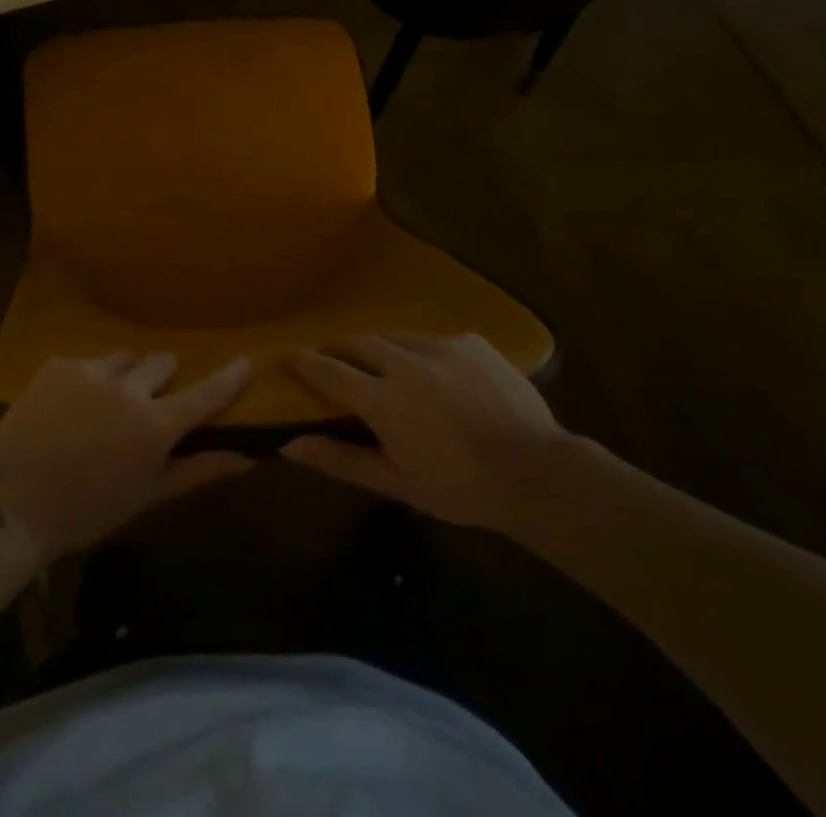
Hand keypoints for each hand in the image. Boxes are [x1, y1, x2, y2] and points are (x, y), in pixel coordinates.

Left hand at [0, 352, 254, 559]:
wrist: (13, 503)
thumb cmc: (88, 511)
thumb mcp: (148, 496)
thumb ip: (198, 471)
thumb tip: (247, 458)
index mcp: (155, 424)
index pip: (204, 394)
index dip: (229, 378)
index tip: (246, 361)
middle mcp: (129, 387)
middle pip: (162, 363)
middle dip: (162, 379)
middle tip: (147, 404)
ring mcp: (91, 371)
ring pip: (124, 359)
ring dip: (124, 376)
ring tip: (103, 406)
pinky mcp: (59, 365)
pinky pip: (86, 363)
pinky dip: (86, 380)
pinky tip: (67, 409)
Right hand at [281, 333, 572, 533]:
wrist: (538, 473)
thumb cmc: (460, 488)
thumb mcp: (397, 483)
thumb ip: (340, 460)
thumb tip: (289, 445)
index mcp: (384, 399)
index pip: (329, 370)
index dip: (304, 362)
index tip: (287, 356)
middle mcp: (406, 362)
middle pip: (358, 343)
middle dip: (340, 349)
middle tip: (334, 361)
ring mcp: (442, 346)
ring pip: (396, 337)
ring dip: (380, 348)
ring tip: (383, 365)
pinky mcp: (471, 341)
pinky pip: (434, 340)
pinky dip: (422, 353)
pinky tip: (437, 375)